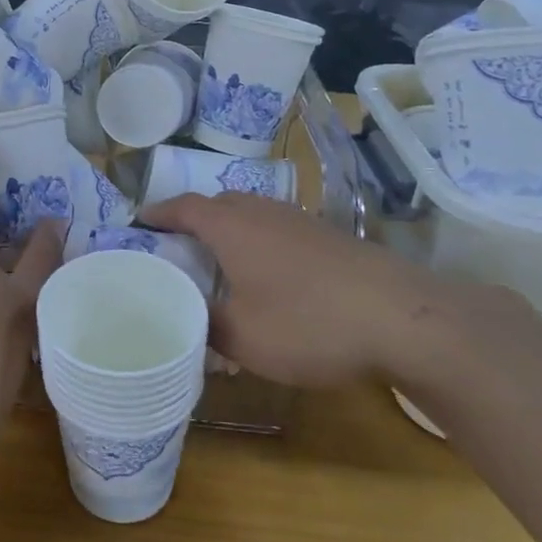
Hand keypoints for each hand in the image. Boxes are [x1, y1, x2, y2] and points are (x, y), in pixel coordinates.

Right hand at [139, 191, 541, 390]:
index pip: (184, 207)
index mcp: (232, 227)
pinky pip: (279, 229)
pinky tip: (269, 275)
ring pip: (253, 215)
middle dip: (194, 219)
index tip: (138, 222)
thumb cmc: (309, 322)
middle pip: (219, 204)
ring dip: (230, 230)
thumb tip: (185, 319)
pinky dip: (260, 242)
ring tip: (218, 260)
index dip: (158, 213)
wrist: (404, 318)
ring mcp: (301, 221)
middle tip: (177, 246)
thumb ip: (204, 325)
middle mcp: (264, 213)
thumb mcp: (242, 336)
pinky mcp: (331, 237)